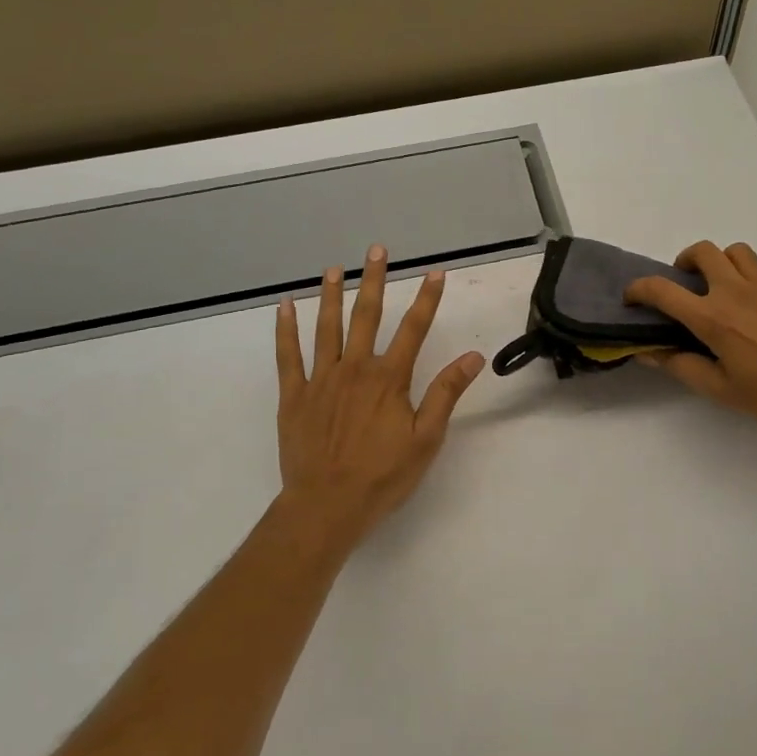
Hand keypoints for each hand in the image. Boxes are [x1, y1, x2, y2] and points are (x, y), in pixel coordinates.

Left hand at [272, 244, 485, 557]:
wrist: (326, 506)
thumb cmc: (382, 475)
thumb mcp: (426, 438)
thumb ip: (446, 393)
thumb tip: (472, 357)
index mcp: (389, 379)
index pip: (414, 329)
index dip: (427, 299)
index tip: (435, 273)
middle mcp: (354, 369)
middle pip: (366, 316)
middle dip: (373, 281)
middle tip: (376, 250)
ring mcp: (320, 380)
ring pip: (326, 328)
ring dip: (331, 295)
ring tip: (333, 268)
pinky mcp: (293, 395)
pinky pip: (287, 355)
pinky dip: (285, 329)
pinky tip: (284, 306)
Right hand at [624, 241, 756, 457]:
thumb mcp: (718, 389)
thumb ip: (680, 366)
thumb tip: (648, 352)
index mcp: (713, 318)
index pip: (663, 291)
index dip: (639, 289)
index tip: (632, 298)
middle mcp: (737, 292)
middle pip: (704, 252)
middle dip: (686, 261)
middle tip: (686, 282)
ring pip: (740, 252)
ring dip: (726, 263)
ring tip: (726, 284)